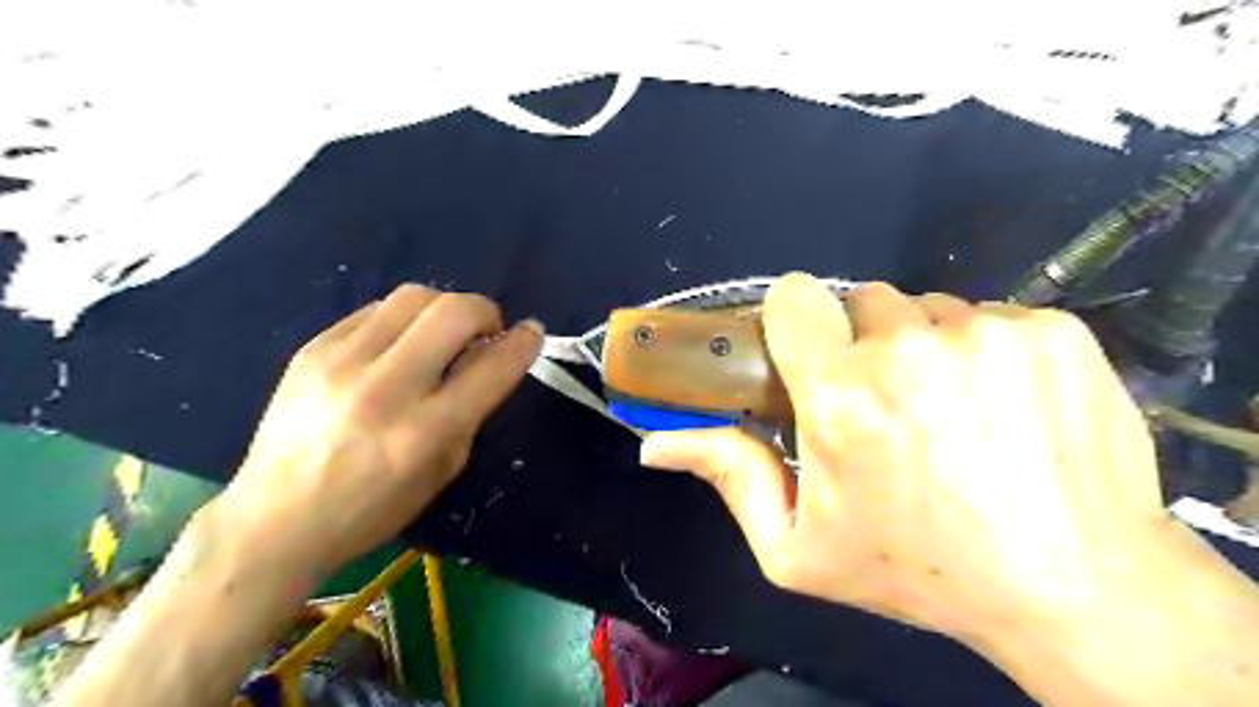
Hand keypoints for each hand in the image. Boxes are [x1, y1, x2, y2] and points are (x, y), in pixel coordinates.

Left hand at [218, 285, 540, 577]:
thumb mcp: (443, 470)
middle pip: (454, 312)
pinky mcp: (311, 349)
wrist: (274, 520)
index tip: (532, 333)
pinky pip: (374, 310)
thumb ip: (472, 411)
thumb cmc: (372, 509)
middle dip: (486, 312)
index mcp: (424, 432)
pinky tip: (398, 345)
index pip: (491, 368)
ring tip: (441, 335)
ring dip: (444, 309)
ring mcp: (341, 363)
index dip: (523, 343)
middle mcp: (385, 389)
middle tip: (485, 332)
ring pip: (414, 297)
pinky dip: (402, 320)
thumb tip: (488, 358)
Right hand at [642, 272, 1181, 646]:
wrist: (1076, 588)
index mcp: (841, 399)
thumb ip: (728, 477)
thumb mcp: (799, 547)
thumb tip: (654, 444)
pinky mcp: (1053, 331)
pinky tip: (1003, 407)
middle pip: (863, 302)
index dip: (796, 324)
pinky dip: (985, 350)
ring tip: (948, 412)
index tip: (810, 357)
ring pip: (928, 308)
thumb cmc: (918, 572)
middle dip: (862, 344)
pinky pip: (991, 315)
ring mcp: (989, 334)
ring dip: (924, 347)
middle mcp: (910, 351)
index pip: (794, 298)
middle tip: (886, 405)